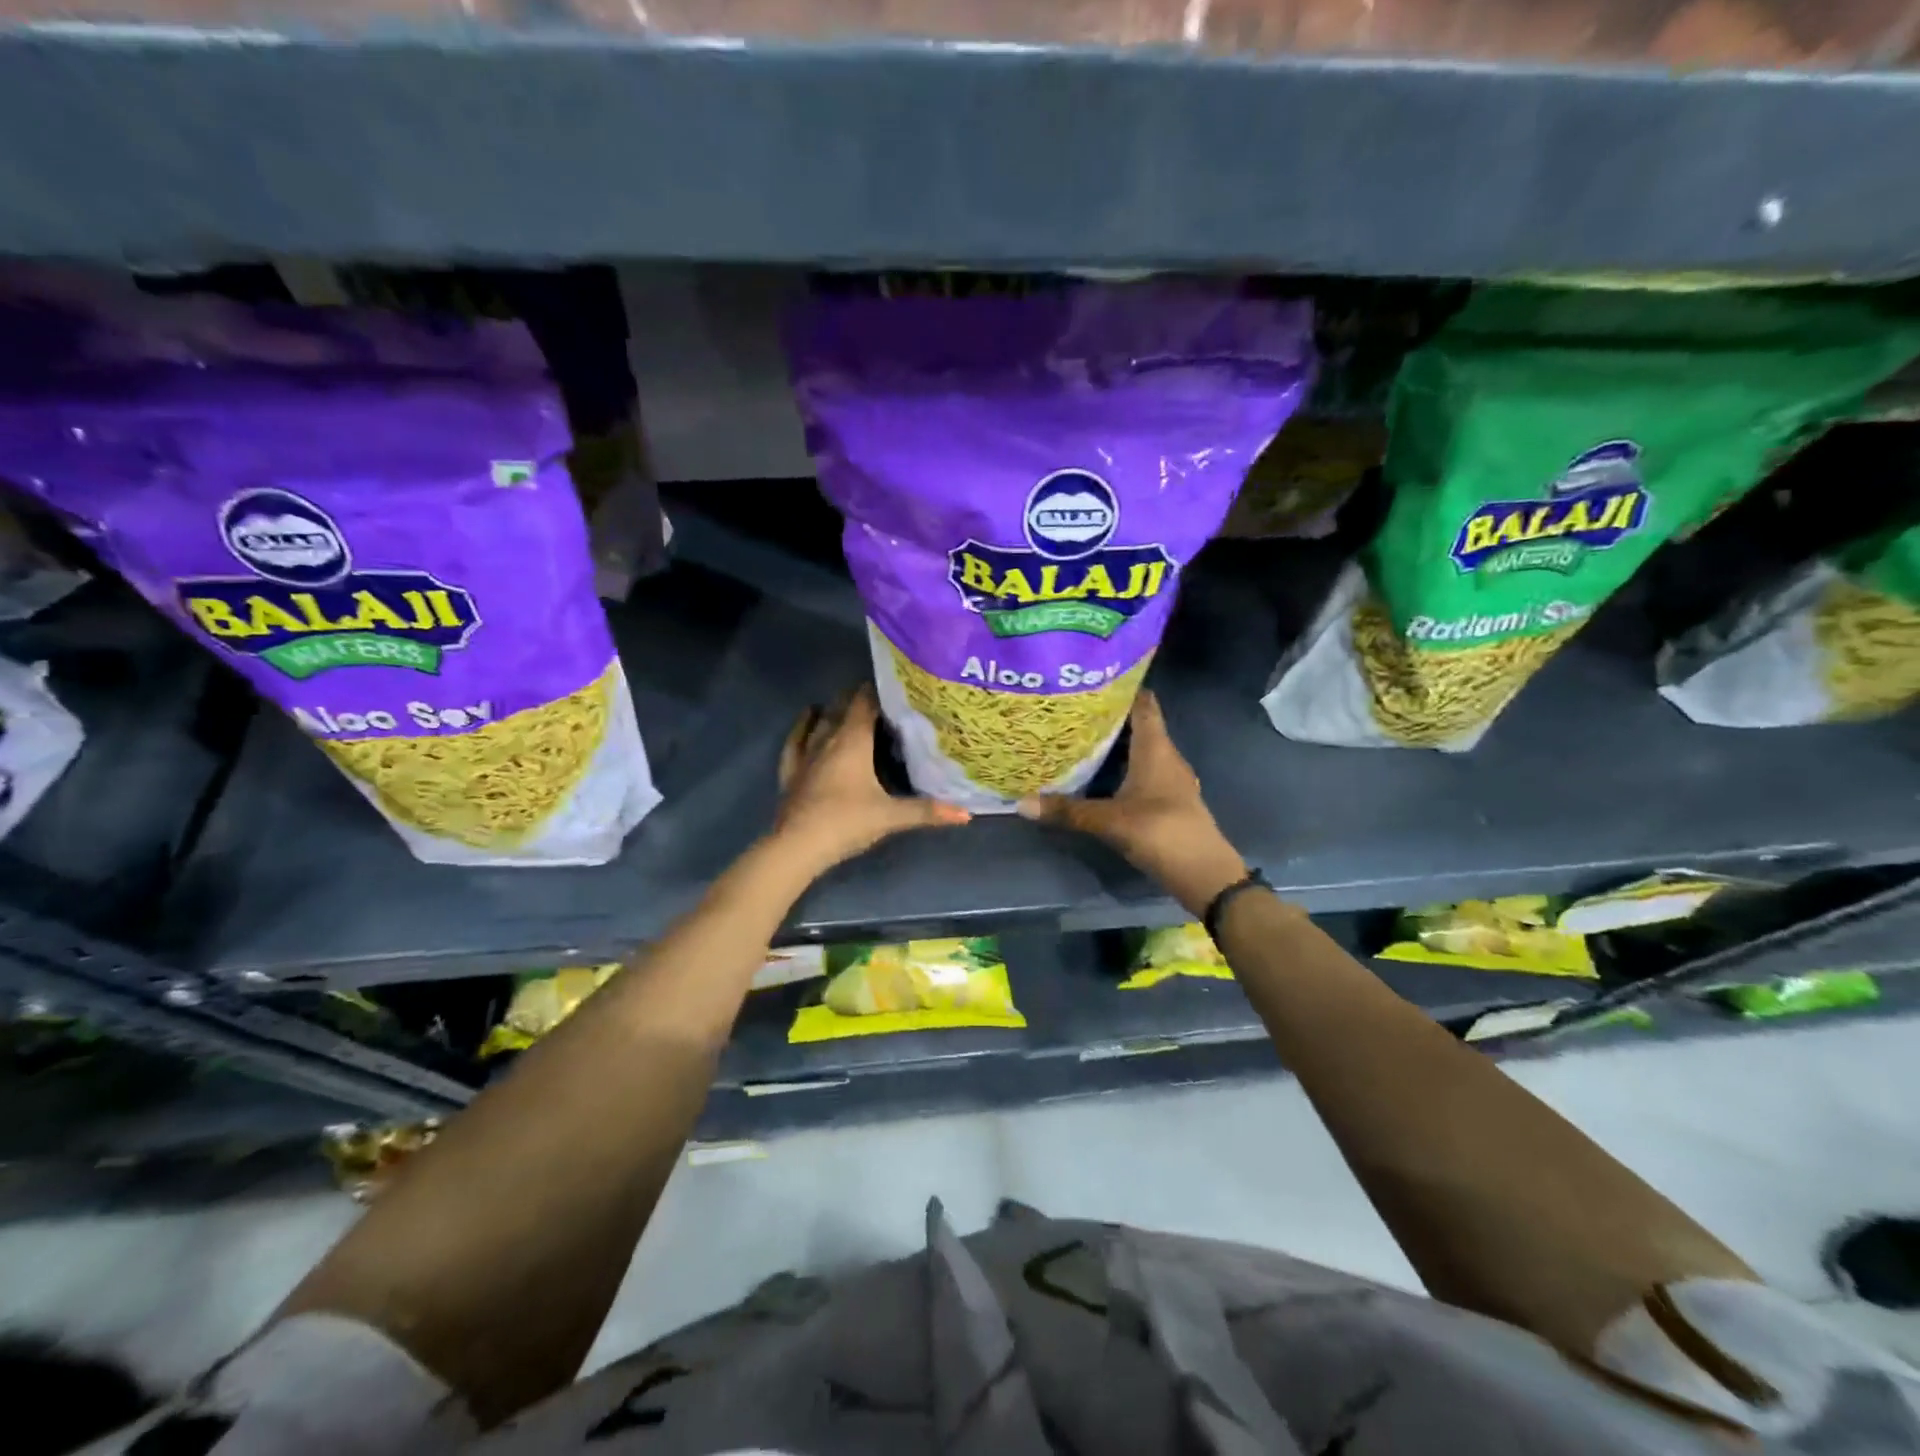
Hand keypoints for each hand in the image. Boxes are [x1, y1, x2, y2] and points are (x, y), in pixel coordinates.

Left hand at [773, 685, 969, 872]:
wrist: (798, 845)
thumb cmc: (847, 822)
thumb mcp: (891, 817)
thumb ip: (927, 811)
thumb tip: (966, 813)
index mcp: (853, 741)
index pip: (865, 703)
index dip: (878, 691)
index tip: (894, 686)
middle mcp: (828, 739)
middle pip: (842, 708)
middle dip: (857, 698)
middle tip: (878, 697)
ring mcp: (805, 754)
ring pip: (818, 722)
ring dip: (831, 710)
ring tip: (845, 703)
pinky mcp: (790, 772)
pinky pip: (794, 742)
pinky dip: (801, 728)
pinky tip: (806, 721)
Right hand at [1016, 690, 1247, 916]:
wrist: (1204, 874)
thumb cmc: (1161, 833)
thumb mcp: (1109, 821)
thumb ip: (1067, 811)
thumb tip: (1021, 803)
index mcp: (1156, 749)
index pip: (1143, 703)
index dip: (1122, 688)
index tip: (1091, 679)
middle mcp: (1166, 756)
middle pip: (1139, 725)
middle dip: (1109, 716)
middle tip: (1072, 709)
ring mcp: (1170, 779)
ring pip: (1141, 750)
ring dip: (1115, 743)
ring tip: (1079, 737)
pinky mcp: (1169, 799)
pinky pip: (1143, 771)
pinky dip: (1122, 767)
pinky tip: (1099, 775)